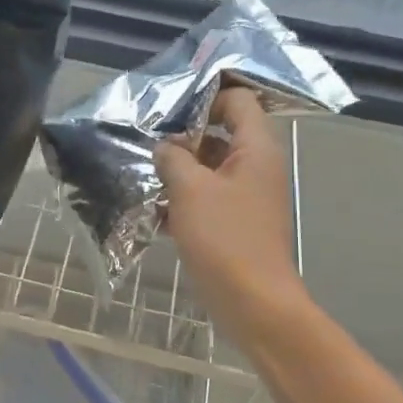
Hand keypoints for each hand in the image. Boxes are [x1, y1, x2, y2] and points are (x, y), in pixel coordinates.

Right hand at [156, 86, 306, 342]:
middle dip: (184, 136)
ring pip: (211, 166)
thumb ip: (173, 157)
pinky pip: (209, 196)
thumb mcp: (190, 189)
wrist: (253, 303)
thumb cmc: (225, 238)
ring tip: (144, 174)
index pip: (237, 100)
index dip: (204, 98)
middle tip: (148, 143)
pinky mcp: (237, 222)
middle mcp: (257, 165)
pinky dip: (185, 198)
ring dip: (180, 169)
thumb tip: (165, 147)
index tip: (169, 112)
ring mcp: (248, 195)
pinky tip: (154, 209)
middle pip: (222, 132)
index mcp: (256, 148)